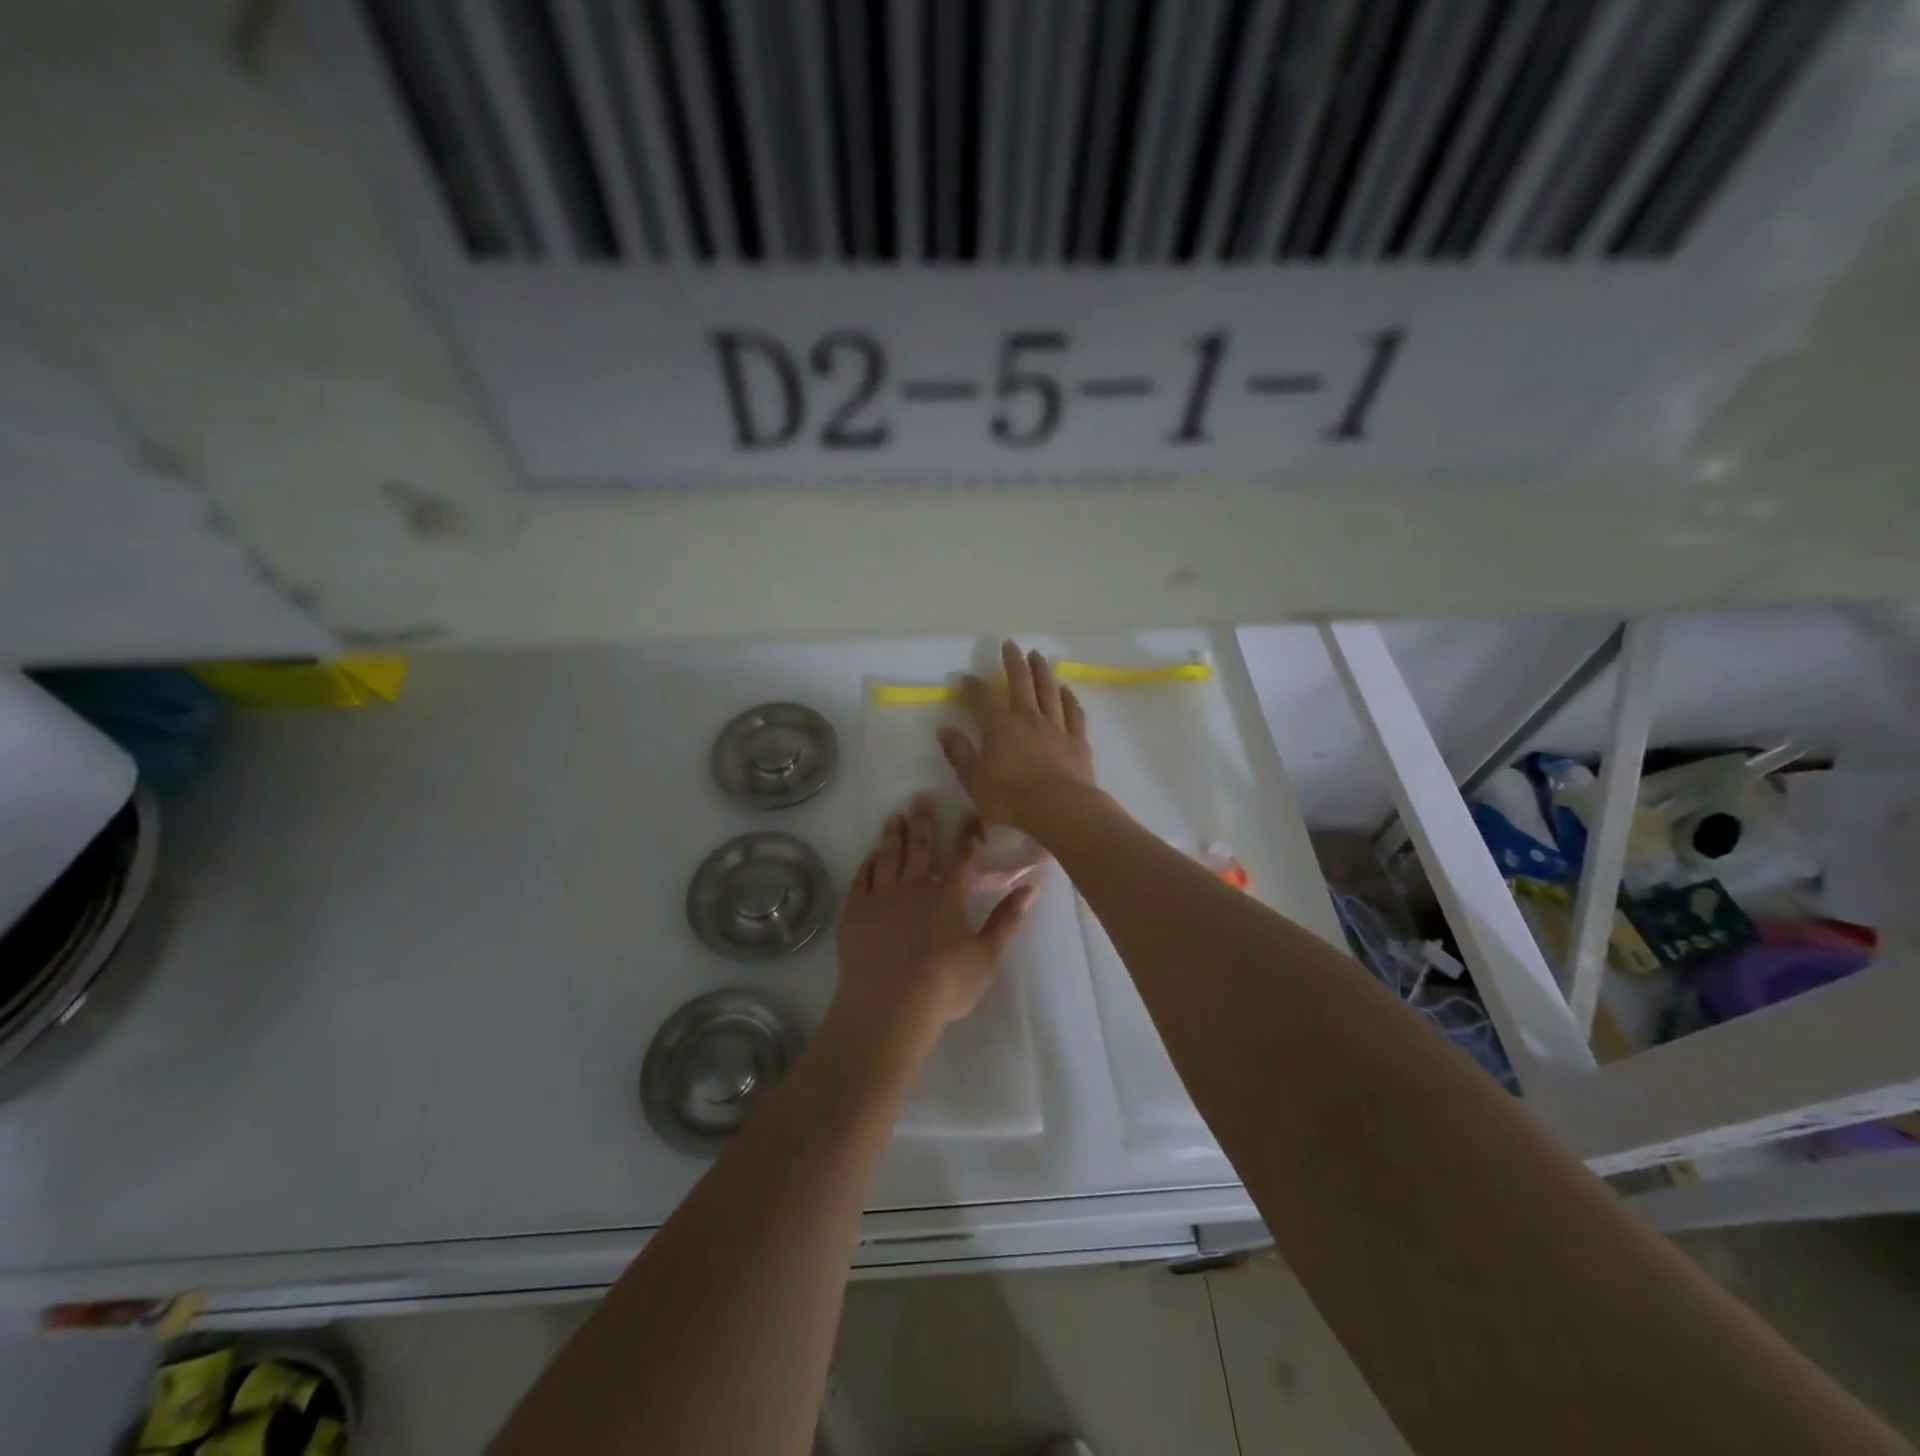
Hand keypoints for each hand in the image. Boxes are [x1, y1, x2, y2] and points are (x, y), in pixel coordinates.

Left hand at [832, 794, 1036, 1040]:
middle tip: (920, 798)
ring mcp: (882, 897)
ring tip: (893, 817)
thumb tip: (1031, 888)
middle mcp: (914, 886)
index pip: (963, 857)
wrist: (888, 1007)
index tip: (972, 814)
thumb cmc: (944, 985)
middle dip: (923, 821)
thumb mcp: (986, 956)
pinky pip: (862, 879)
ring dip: (893, 835)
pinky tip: (870, 857)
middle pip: (920, 847)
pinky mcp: (856, 911)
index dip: (969, 835)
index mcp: (948, 895)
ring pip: (888, 856)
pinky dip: (867, 864)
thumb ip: (1007, 920)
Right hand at [939, 641, 1096, 833]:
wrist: (1059, 807)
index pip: (983, 698)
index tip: (967, 677)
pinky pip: (1073, 713)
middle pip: (1021, 682)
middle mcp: (1028, 718)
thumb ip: (958, 751)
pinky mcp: (1077, 740)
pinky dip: (1069, 698)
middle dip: (1013, 662)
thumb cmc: (1009, 796)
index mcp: (999, 726)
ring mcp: (1056, 726)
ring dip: (1042, 671)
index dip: (974, 686)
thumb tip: (945, 728)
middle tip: (1010, 644)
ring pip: (1048, 690)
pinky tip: (1066, 690)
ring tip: (1037, 656)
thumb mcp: (973, 778)